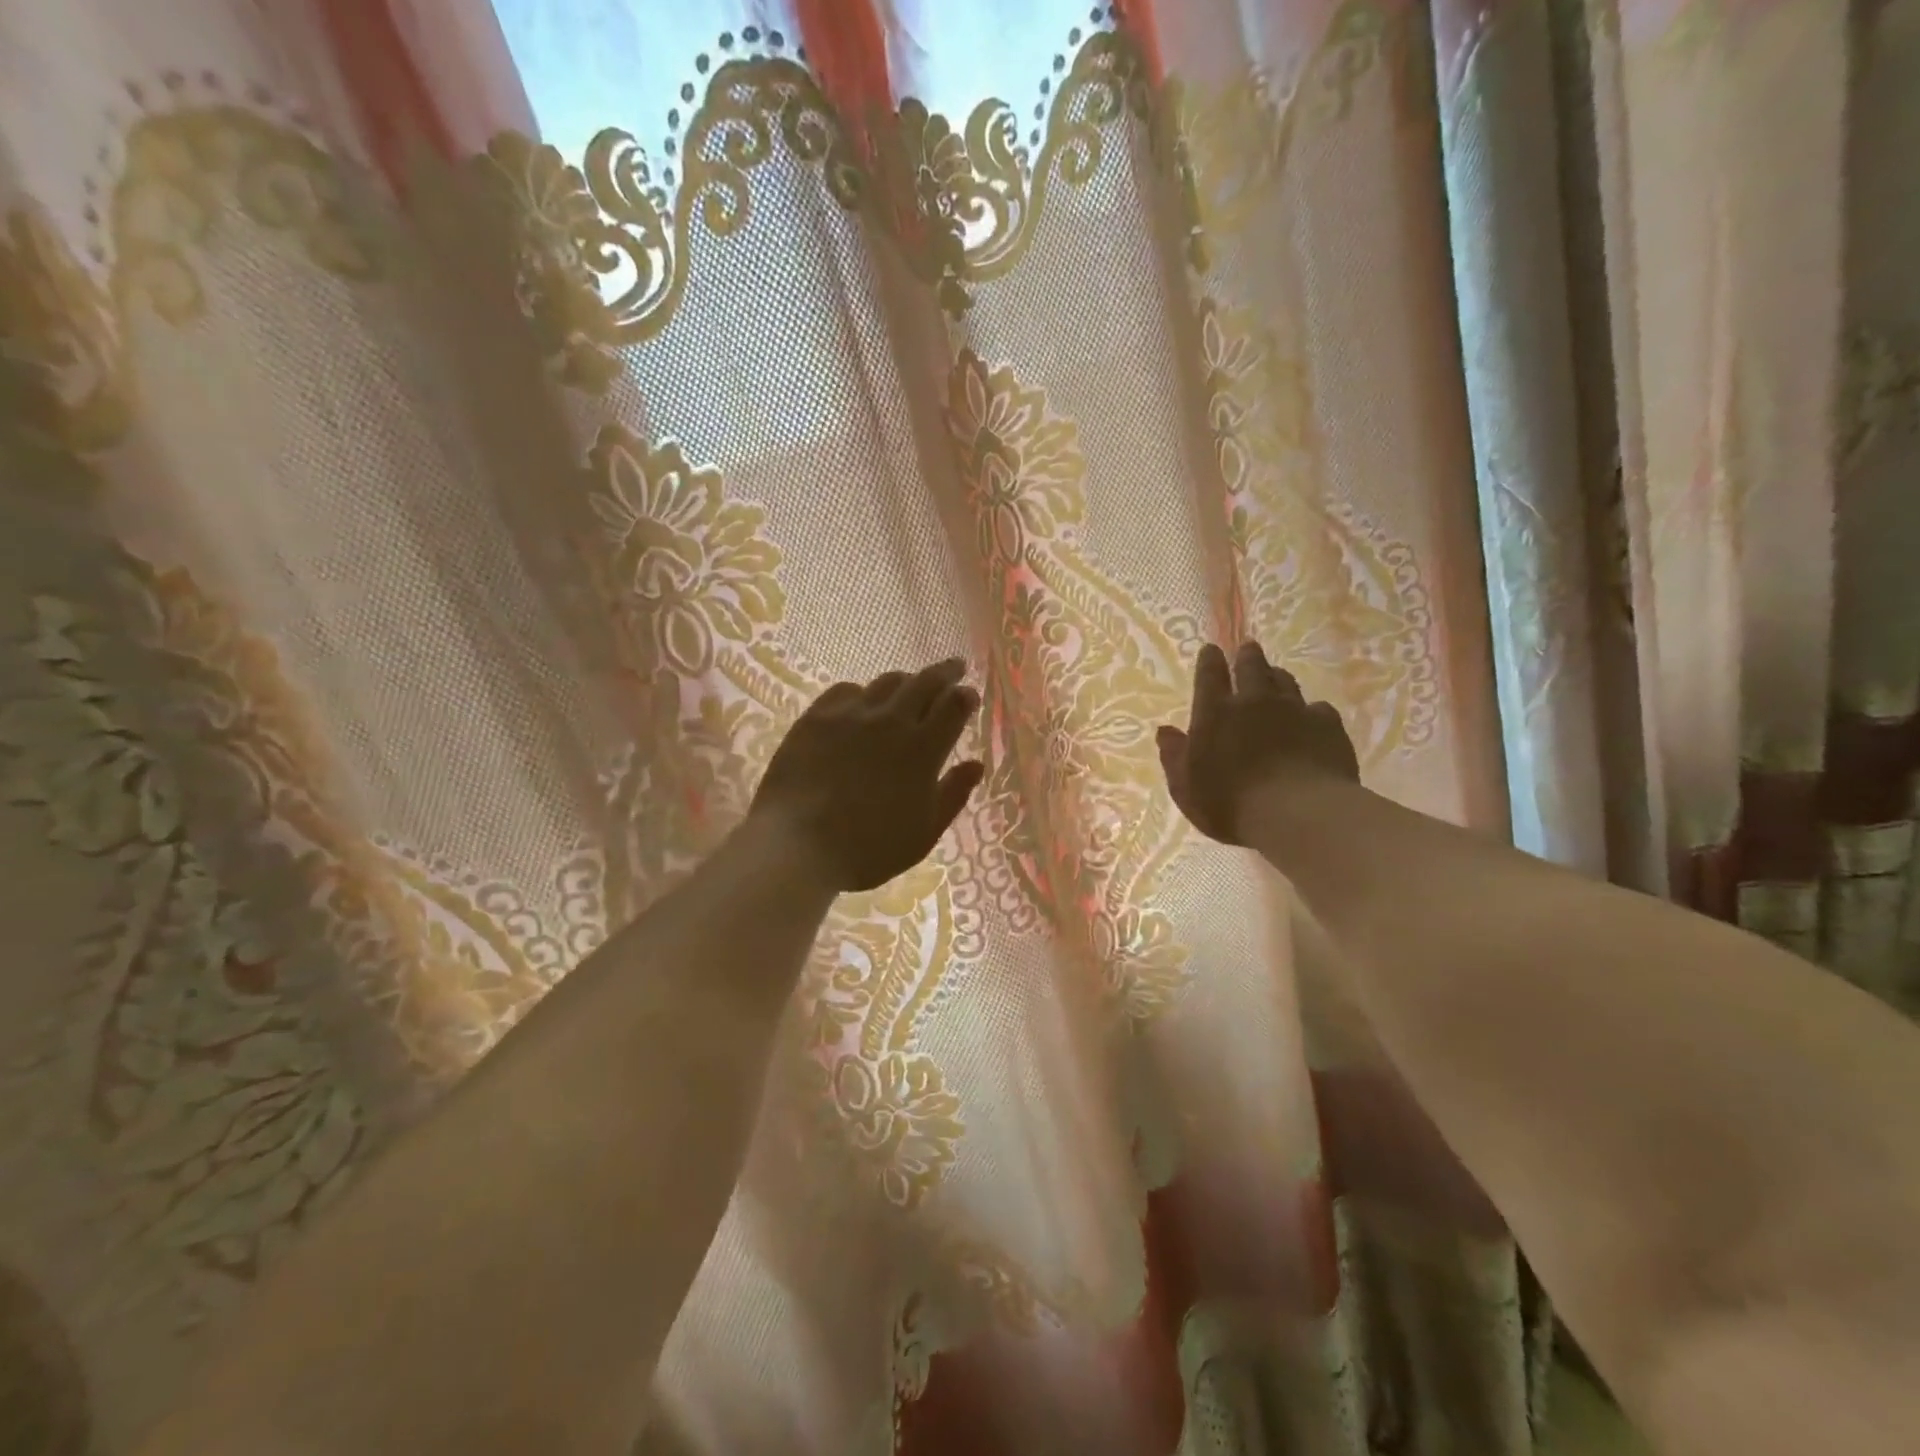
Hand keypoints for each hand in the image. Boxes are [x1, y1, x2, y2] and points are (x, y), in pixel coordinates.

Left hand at [750, 658, 985, 892]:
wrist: (799, 845)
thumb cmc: (870, 849)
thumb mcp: (925, 832)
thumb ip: (953, 794)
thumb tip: (976, 764)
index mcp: (923, 749)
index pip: (954, 706)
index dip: (965, 696)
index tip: (969, 696)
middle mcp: (891, 721)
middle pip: (925, 682)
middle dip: (945, 672)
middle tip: (953, 668)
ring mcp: (851, 715)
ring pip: (886, 682)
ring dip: (906, 681)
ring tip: (909, 685)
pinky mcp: (816, 717)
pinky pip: (845, 690)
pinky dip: (863, 692)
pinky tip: (861, 702)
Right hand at [1156, 641, 1358, 845]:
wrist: (1298, 813)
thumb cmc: (1230, 805)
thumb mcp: (1186, 788)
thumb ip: (1174, 757)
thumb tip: (1165, 731)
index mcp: (1215, 713)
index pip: (1210, 675)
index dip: (1209, 660)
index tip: (1211, 650)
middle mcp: (1254, 701)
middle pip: (1252, 667)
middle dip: (1247, 656)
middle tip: (1247, 648)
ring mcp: (1294, 710)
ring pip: (1285, 682)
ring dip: (1277, 676)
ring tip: (1275, 675)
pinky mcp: (1327, 725)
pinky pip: (1318, 708)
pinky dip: (1311, 710)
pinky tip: (1311, 717)